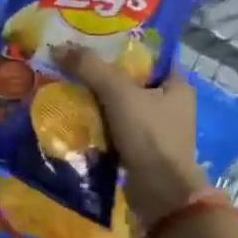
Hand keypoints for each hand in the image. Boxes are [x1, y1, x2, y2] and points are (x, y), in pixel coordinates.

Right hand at [55, 45, 202, 227]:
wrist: (160, 191)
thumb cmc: (148, 135)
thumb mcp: (118, 94)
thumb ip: (91, 68)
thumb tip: (59, 48)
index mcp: (178, 86)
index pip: (150, 59)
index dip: (124, 51)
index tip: (94, 46)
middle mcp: (172, 107)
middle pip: (133, 84)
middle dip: (105, 79)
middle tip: (75, 70)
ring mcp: (159, 132)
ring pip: (123, 109)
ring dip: (100, 105)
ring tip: (70, 94)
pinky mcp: (144, 153)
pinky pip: (118, 132)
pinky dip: (101, 128)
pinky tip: (78, 123)